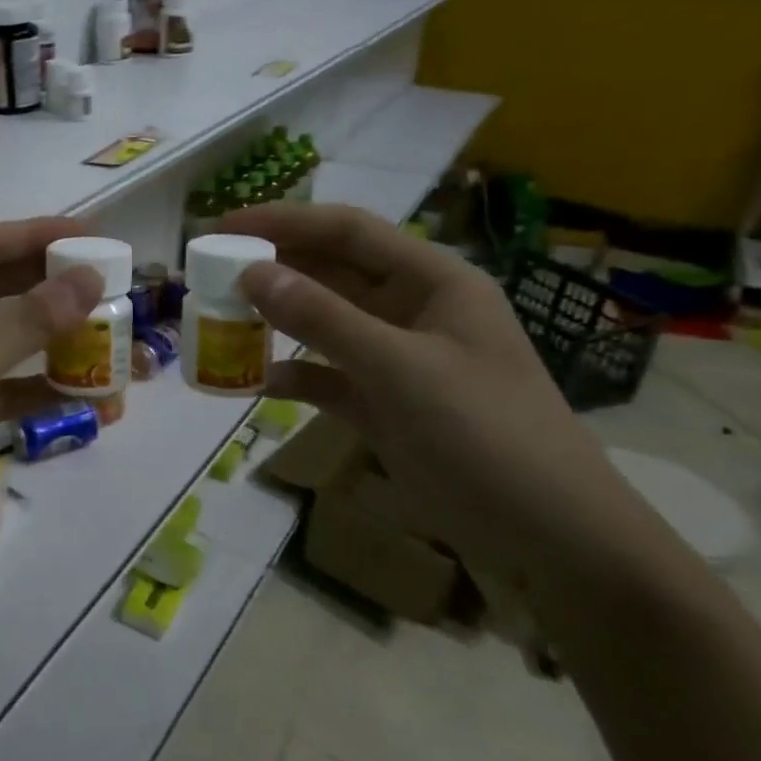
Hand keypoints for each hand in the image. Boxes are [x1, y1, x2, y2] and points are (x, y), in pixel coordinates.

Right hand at [217, 204, 686, 593]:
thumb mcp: (401, 370)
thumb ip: (323, 319)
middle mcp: (411, 309)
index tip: (221, 228)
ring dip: (275, 321)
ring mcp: (397, 358)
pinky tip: (255, 381)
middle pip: (330, 271)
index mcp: (431, 280)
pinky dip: (293, 374)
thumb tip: (252, 273)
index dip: (282, 222)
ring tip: (219, 320)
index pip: (346, 230)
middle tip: (208, 274)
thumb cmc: (486, 435)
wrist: (552, 539)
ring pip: (323, 323)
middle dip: (271, 269)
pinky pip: (326, 375)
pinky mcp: (384, 404)